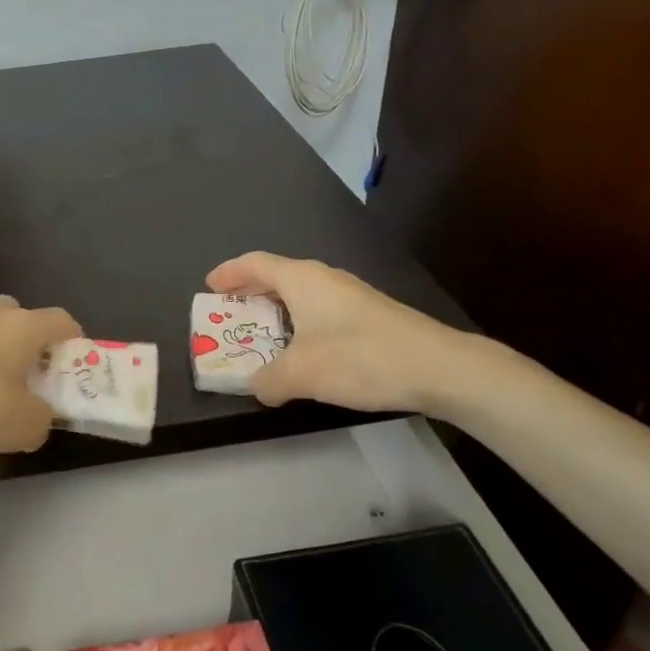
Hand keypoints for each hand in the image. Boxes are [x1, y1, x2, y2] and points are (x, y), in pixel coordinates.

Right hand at [206, 252, 479, 414]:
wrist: (440, 367)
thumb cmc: (360, 358)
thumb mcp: (302, 374)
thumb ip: (269, 380)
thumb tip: (258, 386)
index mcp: (302, 280)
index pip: (255, 264)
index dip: (229, 273)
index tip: (209, 285)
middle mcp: (324, 279)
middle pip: (277, 275)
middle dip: (250, 291)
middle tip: (228, 310)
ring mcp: (350, 295)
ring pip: (301, 293)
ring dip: (276, 308)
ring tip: (262, 332)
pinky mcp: (370, 315)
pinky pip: (320, 309)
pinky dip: (300, 321)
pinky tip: (304, 349)